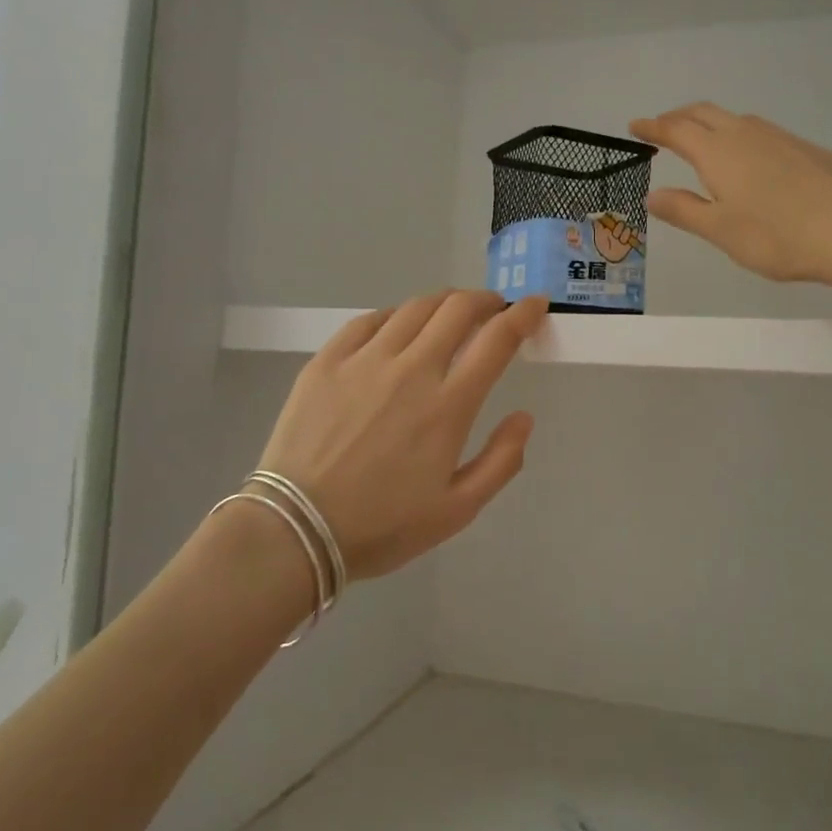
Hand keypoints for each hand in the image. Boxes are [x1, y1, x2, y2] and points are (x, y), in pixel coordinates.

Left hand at [254, 291, 547, 579]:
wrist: (295, 530)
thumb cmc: (382, 526)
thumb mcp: (457, 510)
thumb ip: (501, 461)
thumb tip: (524, 417)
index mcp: (448, 406)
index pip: (497, 340)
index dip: (523, 315)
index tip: (535, 306)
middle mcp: (411, 370)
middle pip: (457, 309)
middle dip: (485, 300)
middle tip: (493, 310)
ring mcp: (365, 360)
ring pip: (414, 308)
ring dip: (443, 303)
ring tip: (450, 314)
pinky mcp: (327, 361)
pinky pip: (369, 320)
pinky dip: (395, 315)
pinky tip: (398, 327)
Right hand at [631, 104, 831, 285]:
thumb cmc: (776, 236)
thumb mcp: (720, 230)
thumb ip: (684, 210)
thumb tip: (652, 196)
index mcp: (718, 152)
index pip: (676, 130)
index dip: (653, 126)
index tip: (635, 125)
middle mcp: (746, 134)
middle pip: (705, 113)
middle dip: (679, 117)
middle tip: (663, 128)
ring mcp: (780, 138)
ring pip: (736, 119)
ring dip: (711, 123)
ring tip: (703, 140)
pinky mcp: (807, 149)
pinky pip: (762, 133)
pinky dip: (741, 136)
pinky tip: (751, 159)